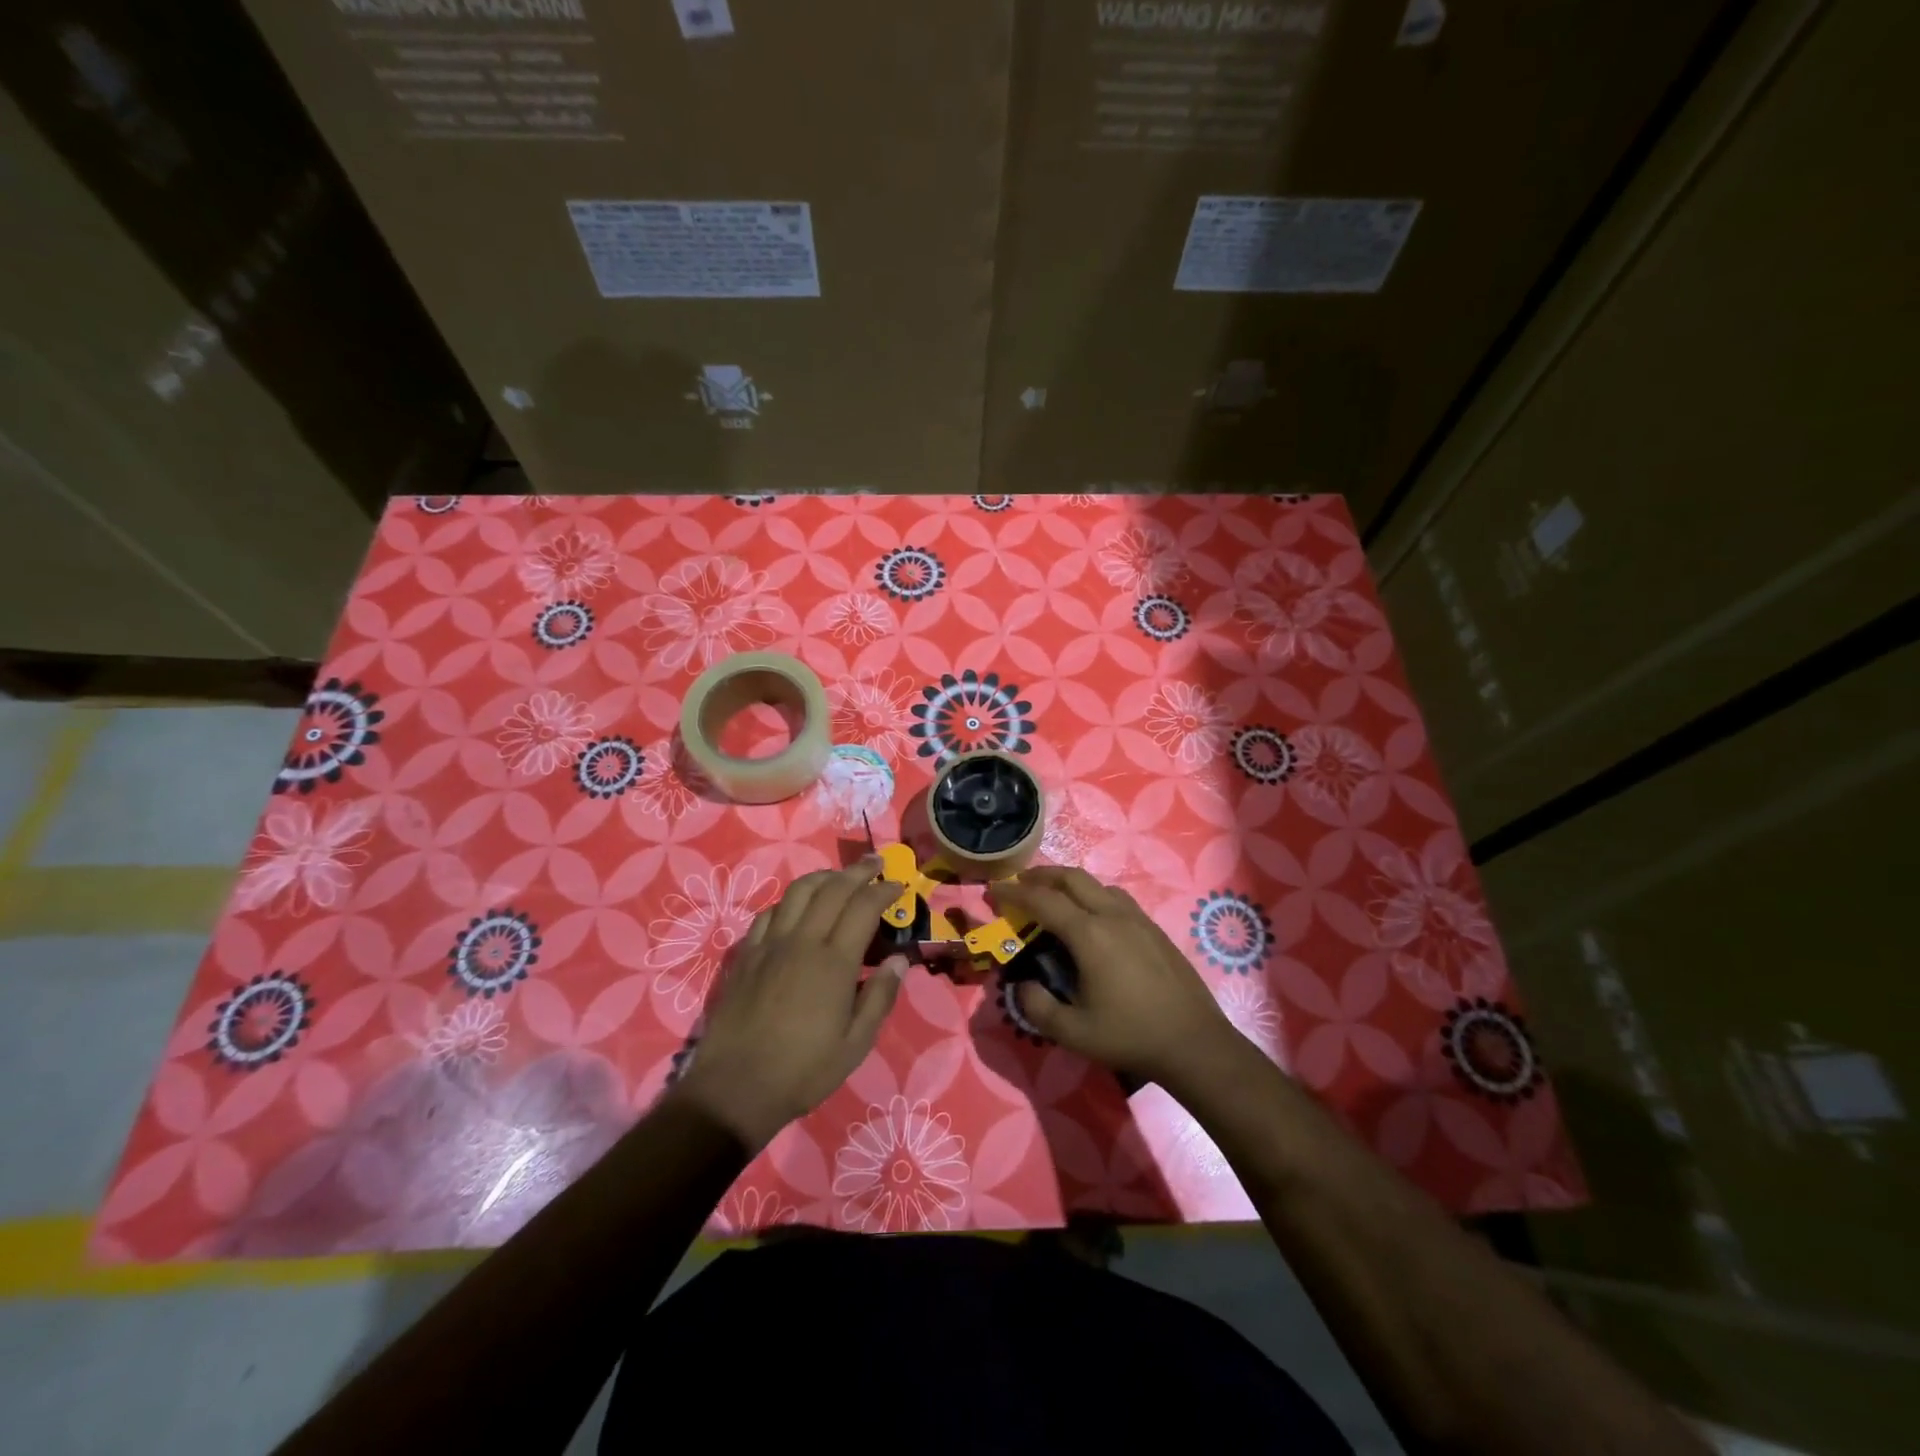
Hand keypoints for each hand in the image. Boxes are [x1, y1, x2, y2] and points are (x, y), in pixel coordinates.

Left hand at [673, 860, 905, 1149]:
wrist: (735, 1088)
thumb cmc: (803, 1070)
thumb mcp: (856, 1044)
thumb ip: (880, 997)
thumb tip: (898, 960)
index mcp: (834, 962)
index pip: (863, 907)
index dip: (884, 890)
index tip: (898, 885)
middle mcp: (802, 941)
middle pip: (832, 889)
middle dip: (858, 872)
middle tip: (876, 864)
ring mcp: (770, 945)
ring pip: (797, 892)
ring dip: (823, 877)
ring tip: (839, 877)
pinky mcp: (746, 955)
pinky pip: (768, 913)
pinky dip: (789, 901)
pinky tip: (796, 908)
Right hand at [990, 866, 1236, 1088]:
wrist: (1194, 1042)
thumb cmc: (1130, 1036)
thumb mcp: (1073, 1031)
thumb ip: (1037, 1006)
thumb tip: (1023, 984)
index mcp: (1089, 934)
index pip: (1042, 901)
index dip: (1013, 893)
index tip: (993, 890)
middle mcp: (1112, 915)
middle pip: (1071, 878)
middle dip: (1041, 875)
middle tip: (1020, 884)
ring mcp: (1137, 919)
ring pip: (1097, 884)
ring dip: (1069, 882)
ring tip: (1053, 896)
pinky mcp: (1154, 929)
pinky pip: (1116, 897)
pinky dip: (1092, 894)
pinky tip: (1092, 917)